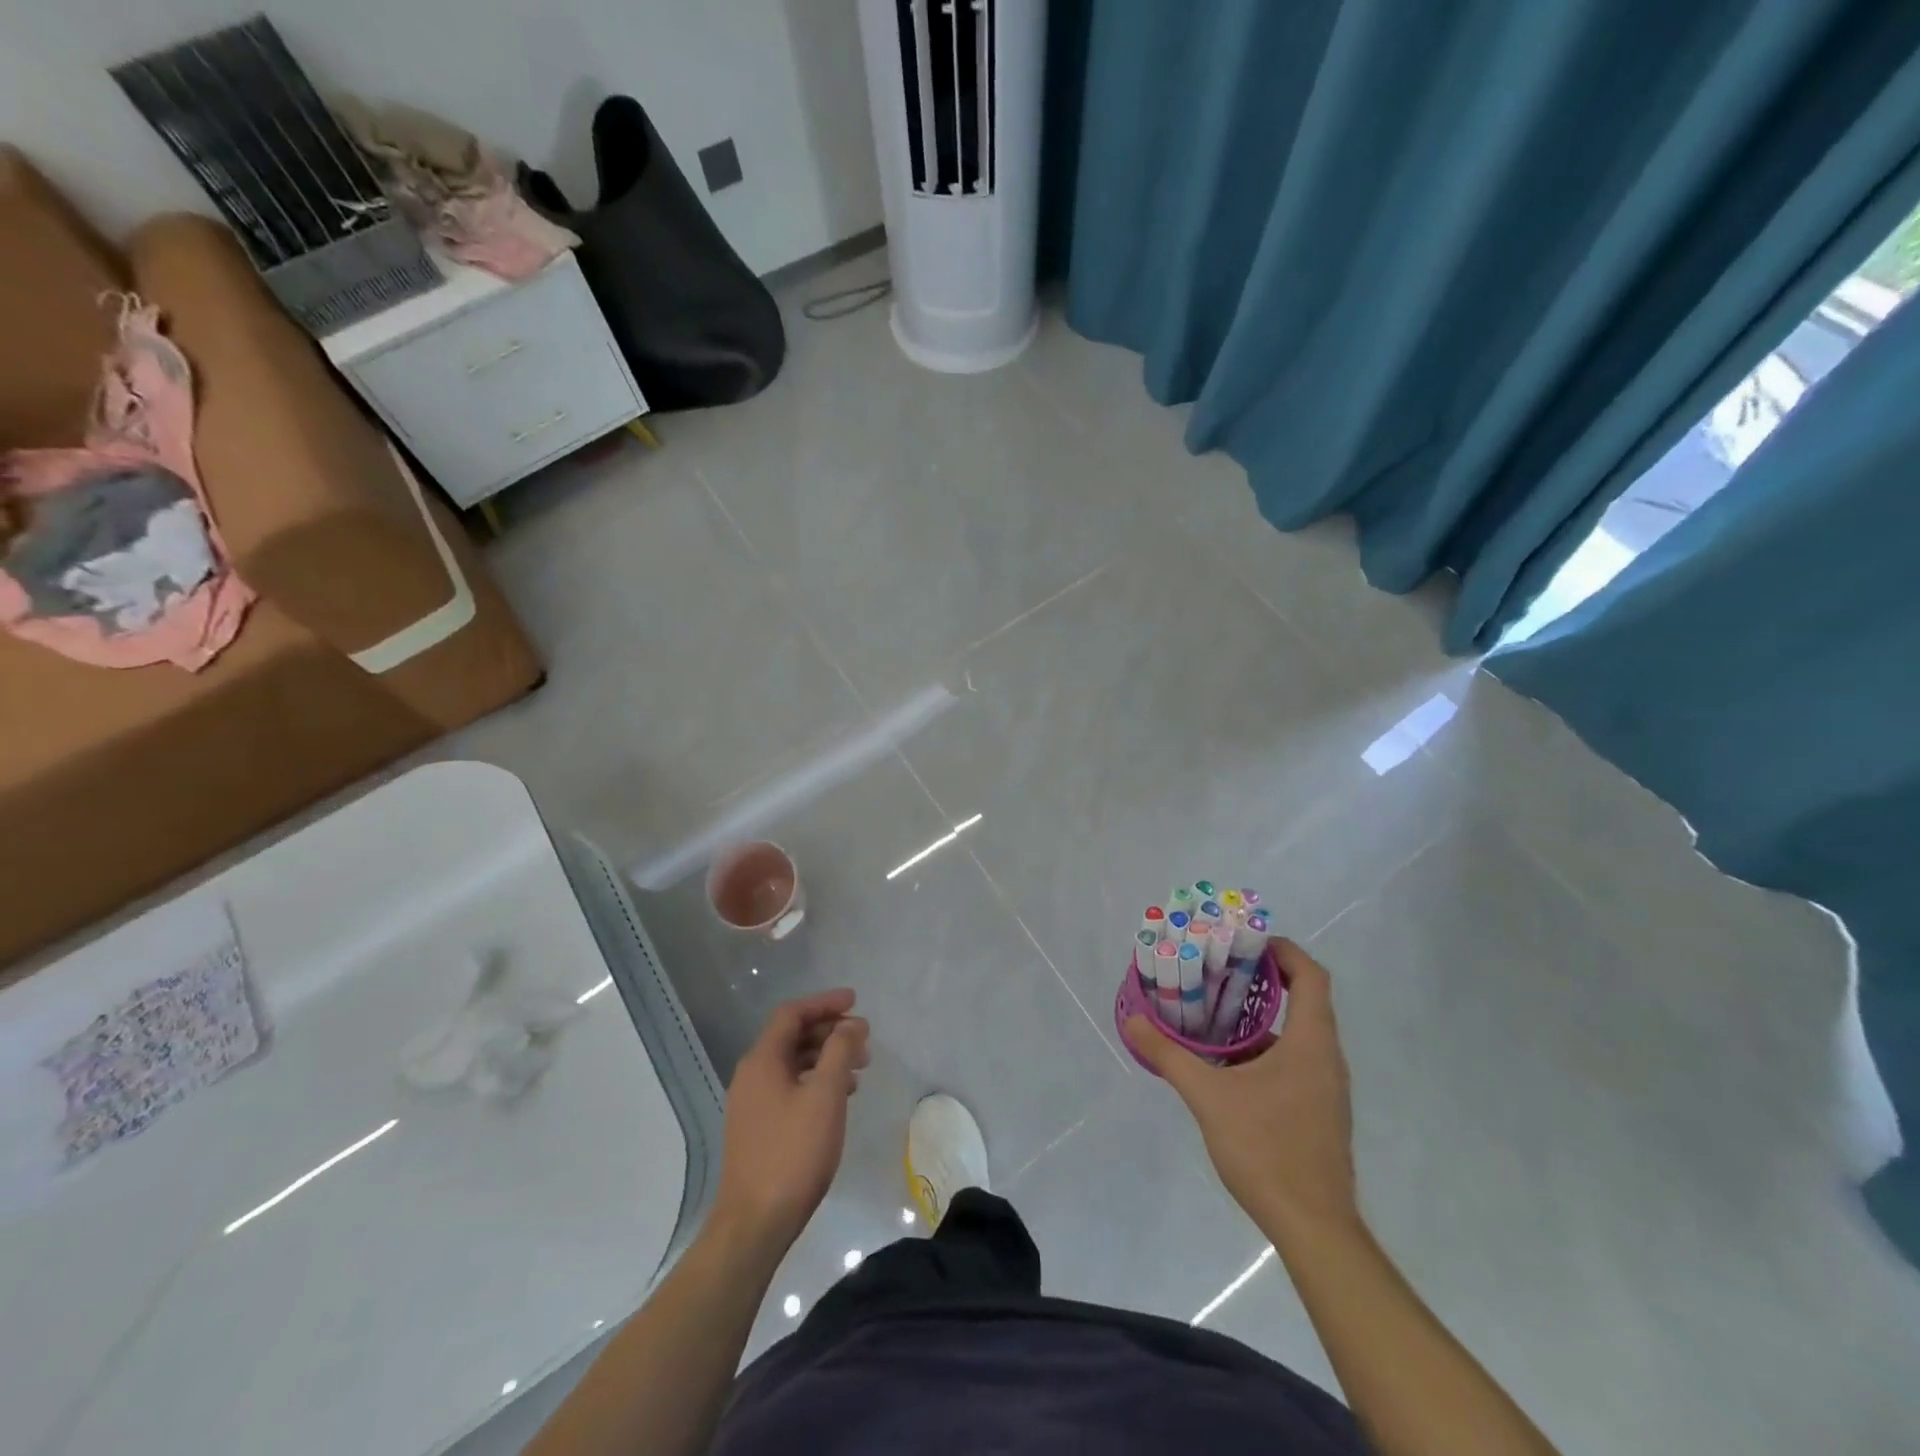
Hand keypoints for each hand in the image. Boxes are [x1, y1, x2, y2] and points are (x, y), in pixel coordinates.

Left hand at [714, 990, 870, 1252]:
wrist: (755, 1223)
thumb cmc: (793, 1152)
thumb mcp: (825, 1095)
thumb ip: (840, 1051)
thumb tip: (851, 1024)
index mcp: (762, 1060)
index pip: (792, 1014)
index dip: (824, 1003)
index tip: (855, 1002)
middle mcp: (751, 1075)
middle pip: (792, 1036)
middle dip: (829, 1031)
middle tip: (863, 1038)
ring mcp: (752, 1103)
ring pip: (793, 1063)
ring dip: (826, 1057)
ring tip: (860, 1068)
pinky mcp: (758, 1128)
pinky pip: (790, 1086)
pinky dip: (816, 1080)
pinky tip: (839, 1097)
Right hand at [1124, 939, 1357, 1244]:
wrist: (1314, 1228)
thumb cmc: (1267, 1149)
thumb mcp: (1208, 1098)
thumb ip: (1170, 1056)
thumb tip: (1133, 1021)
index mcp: (1310, 1043)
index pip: (1311, 976)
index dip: (1283, 950)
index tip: (1245, 942)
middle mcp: (1326, 1058)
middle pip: (1305, 999)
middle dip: (1262, 980)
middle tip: (1219, 970)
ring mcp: (1327, 1088)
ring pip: (1298, 1034)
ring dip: (1261, 1018)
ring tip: (1215, 1013)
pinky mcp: (1320, 1111)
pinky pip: (1296, 1061)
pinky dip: (1266, 1049)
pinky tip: (1229, 1066)